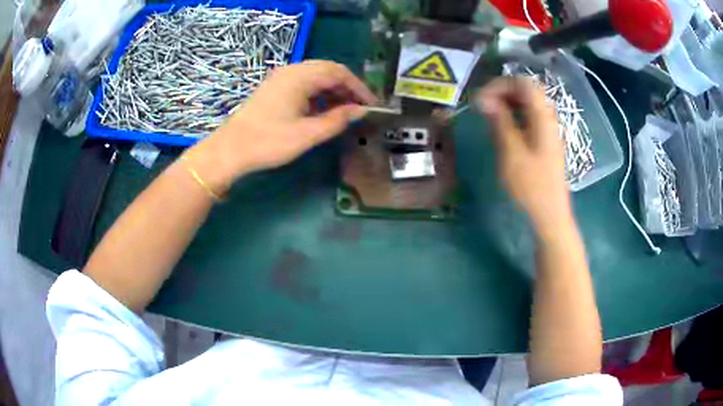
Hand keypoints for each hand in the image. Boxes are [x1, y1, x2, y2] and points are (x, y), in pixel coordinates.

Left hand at [186, 60, 376, 190]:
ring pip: (315, 76)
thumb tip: (360, 111)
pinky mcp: (274, 88)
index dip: (358, 87)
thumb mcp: (307, 134)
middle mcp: (291, 71)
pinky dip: (317, 94)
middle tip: (360, 108)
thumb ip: (337, 120)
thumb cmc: (268, 142)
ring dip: (332, 90)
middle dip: (347, 87)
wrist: (230, 150)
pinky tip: (323, 110)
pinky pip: (303, 83)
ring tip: (345, 111)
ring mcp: (280, 78)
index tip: (371, 105)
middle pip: (328, 70)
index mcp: (300, 77)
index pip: (338, 72)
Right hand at [475, 77, 570, 230]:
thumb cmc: (531, 187)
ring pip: (528, 104)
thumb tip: (485, 99)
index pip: (523, 83)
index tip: (480, 100)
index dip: (500, 85)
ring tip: (488, 115)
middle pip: (526, 90)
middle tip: (482, 106)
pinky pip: (529, 118)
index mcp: (543, 118)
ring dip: (507, 103)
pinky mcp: (545, 142)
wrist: (550, 216)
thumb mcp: (512, 153)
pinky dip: (513, 116)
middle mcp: (548, 119)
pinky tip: (502, 128)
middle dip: (502, 92)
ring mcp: (548, 131)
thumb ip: (500, 122)